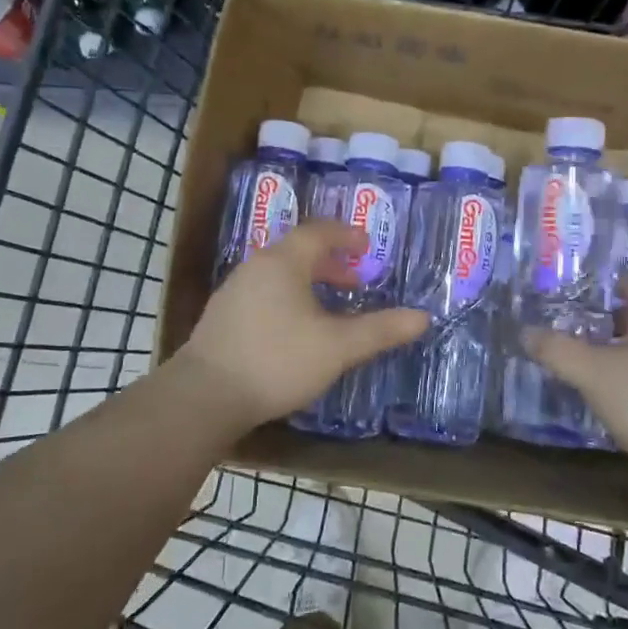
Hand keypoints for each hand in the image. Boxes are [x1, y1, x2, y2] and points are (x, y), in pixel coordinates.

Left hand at [178, 221, 428, 431]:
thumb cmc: (277, 360)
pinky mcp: (222, 316)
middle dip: (330, 263)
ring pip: (279, 273)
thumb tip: (422, 317)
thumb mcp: (338, 347)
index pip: (319, 232)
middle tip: (354, 282)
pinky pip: (264, 292)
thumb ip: (380, 330)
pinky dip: (288, 297)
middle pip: (298, 251)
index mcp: (284, 262)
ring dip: (308, 281)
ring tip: (329, 307)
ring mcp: (235, 290)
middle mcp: (256, 266)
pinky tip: (295, 329)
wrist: (205, 396)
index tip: (366, 245)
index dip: (345, 235)